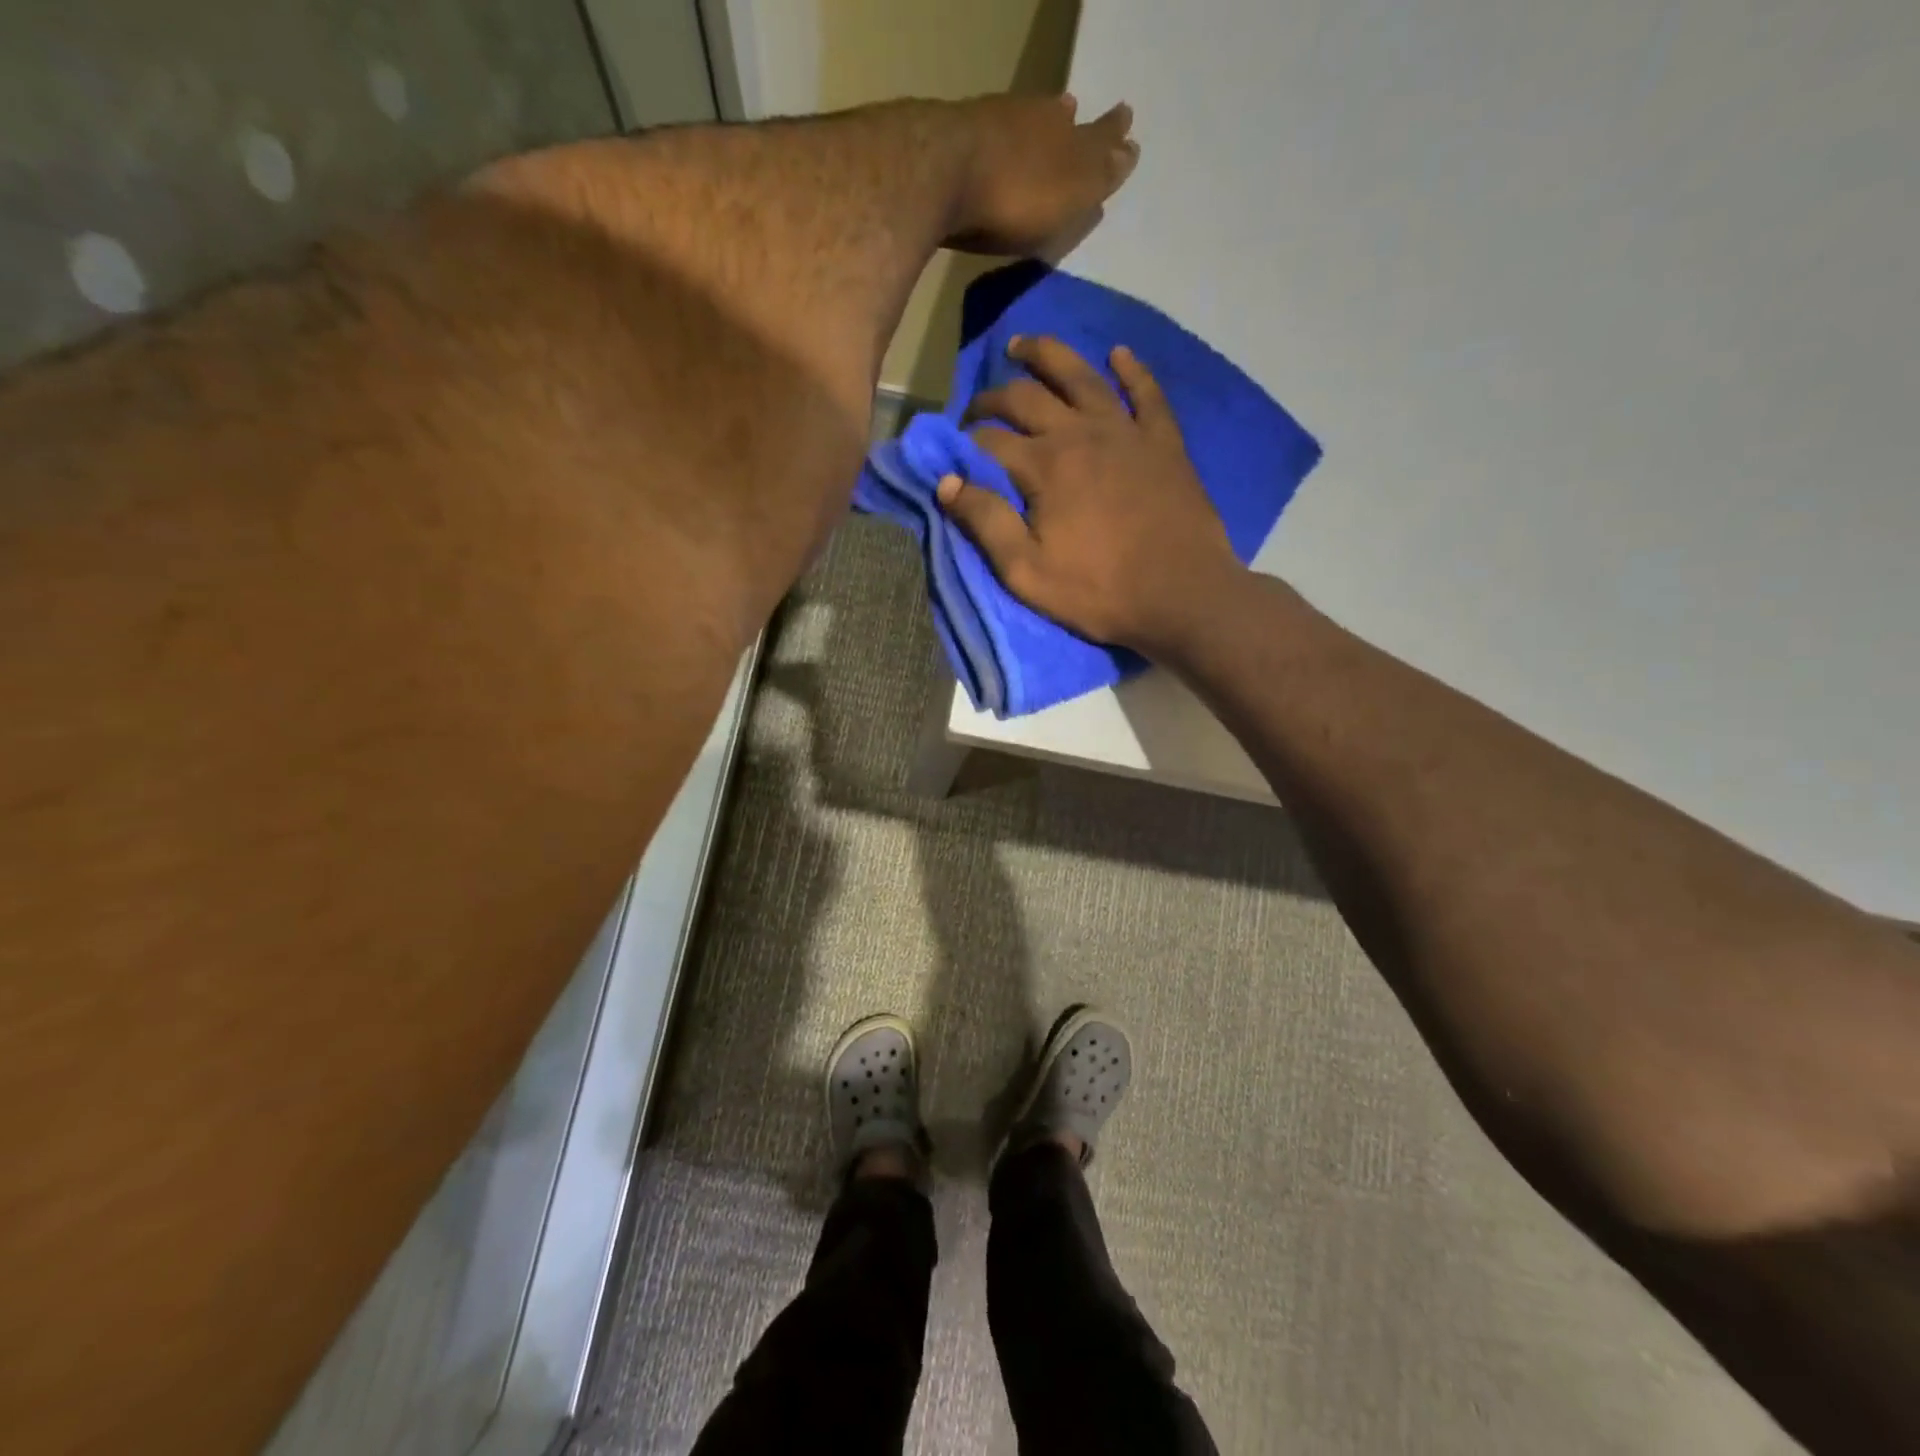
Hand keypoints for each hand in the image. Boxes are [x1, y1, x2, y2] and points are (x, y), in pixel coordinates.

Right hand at [936, 336, 1240, 654]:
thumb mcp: (1027, 572)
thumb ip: (985, 522)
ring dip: (1048, 356)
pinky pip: (1146, 392)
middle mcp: (1080, 433)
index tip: (952, 453)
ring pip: (1080, 376)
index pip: (989, 441)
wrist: (1181, 595)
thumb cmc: (1099, 591)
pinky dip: (1131, 369)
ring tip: (1023, 345)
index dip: (964, 444)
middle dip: (993, 397)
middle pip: (1026, 398)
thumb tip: (946, 480)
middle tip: (976, 406)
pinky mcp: (1163, 440)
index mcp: (1044, 466)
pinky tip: (1118, 353)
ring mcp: (1126, 431)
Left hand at [945, 96, 1138, 255]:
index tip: (1126, 128)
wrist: (944, 173)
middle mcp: (1038, 119)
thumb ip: (1099, 173)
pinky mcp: (958, 136)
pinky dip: (1004, 136)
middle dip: (1075, 124)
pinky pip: (993, 133)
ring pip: (1028, 120)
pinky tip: (1000, 140)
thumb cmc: (1016, 198)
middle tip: (1079, 113)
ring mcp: (996, 122)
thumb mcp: (1070, 195)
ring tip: (1050, 119)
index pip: (1100, 136)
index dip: (1113, 137)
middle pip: (1062, 121)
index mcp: (1071, 137)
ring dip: (1040, 123)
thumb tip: (1129, 149)